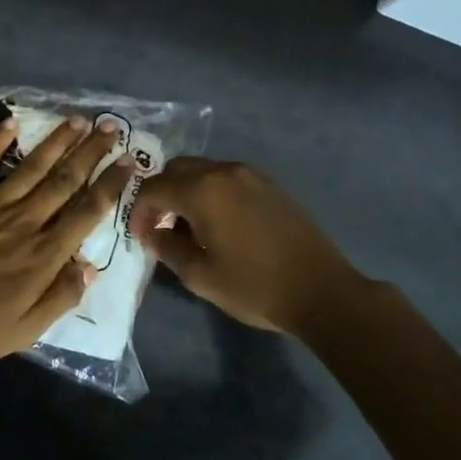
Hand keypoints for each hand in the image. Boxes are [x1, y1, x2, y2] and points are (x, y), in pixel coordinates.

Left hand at [0, 115, 132, 371]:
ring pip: (31, 166)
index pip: (86, 212)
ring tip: (77, 120)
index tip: (129, 163)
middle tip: (110, 127)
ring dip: (56, 141)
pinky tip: (12, 123)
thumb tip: (91, 266)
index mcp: (43, 255)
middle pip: (65, 180)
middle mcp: (23, 222)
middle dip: (91, 152)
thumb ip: (61, 297)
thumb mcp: (25, 331)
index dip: (111, 185)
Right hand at [128, 158, 363, 335]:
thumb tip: (153, 233)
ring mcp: (251, 175)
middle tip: (160, 226)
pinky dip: (211, 192)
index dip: (139, 211)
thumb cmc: (254, 286)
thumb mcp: (200, 276)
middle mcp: (225, 172)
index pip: (154, 188)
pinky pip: (227, 178)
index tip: (140, 236)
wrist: (321, 290)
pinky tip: (218, 222)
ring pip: (204, 170)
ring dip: (187, 191)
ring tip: (188, 226)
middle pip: (177, 169)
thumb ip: (168, 248)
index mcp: (203, 190)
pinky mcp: (270, 185)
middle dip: (161, 194)